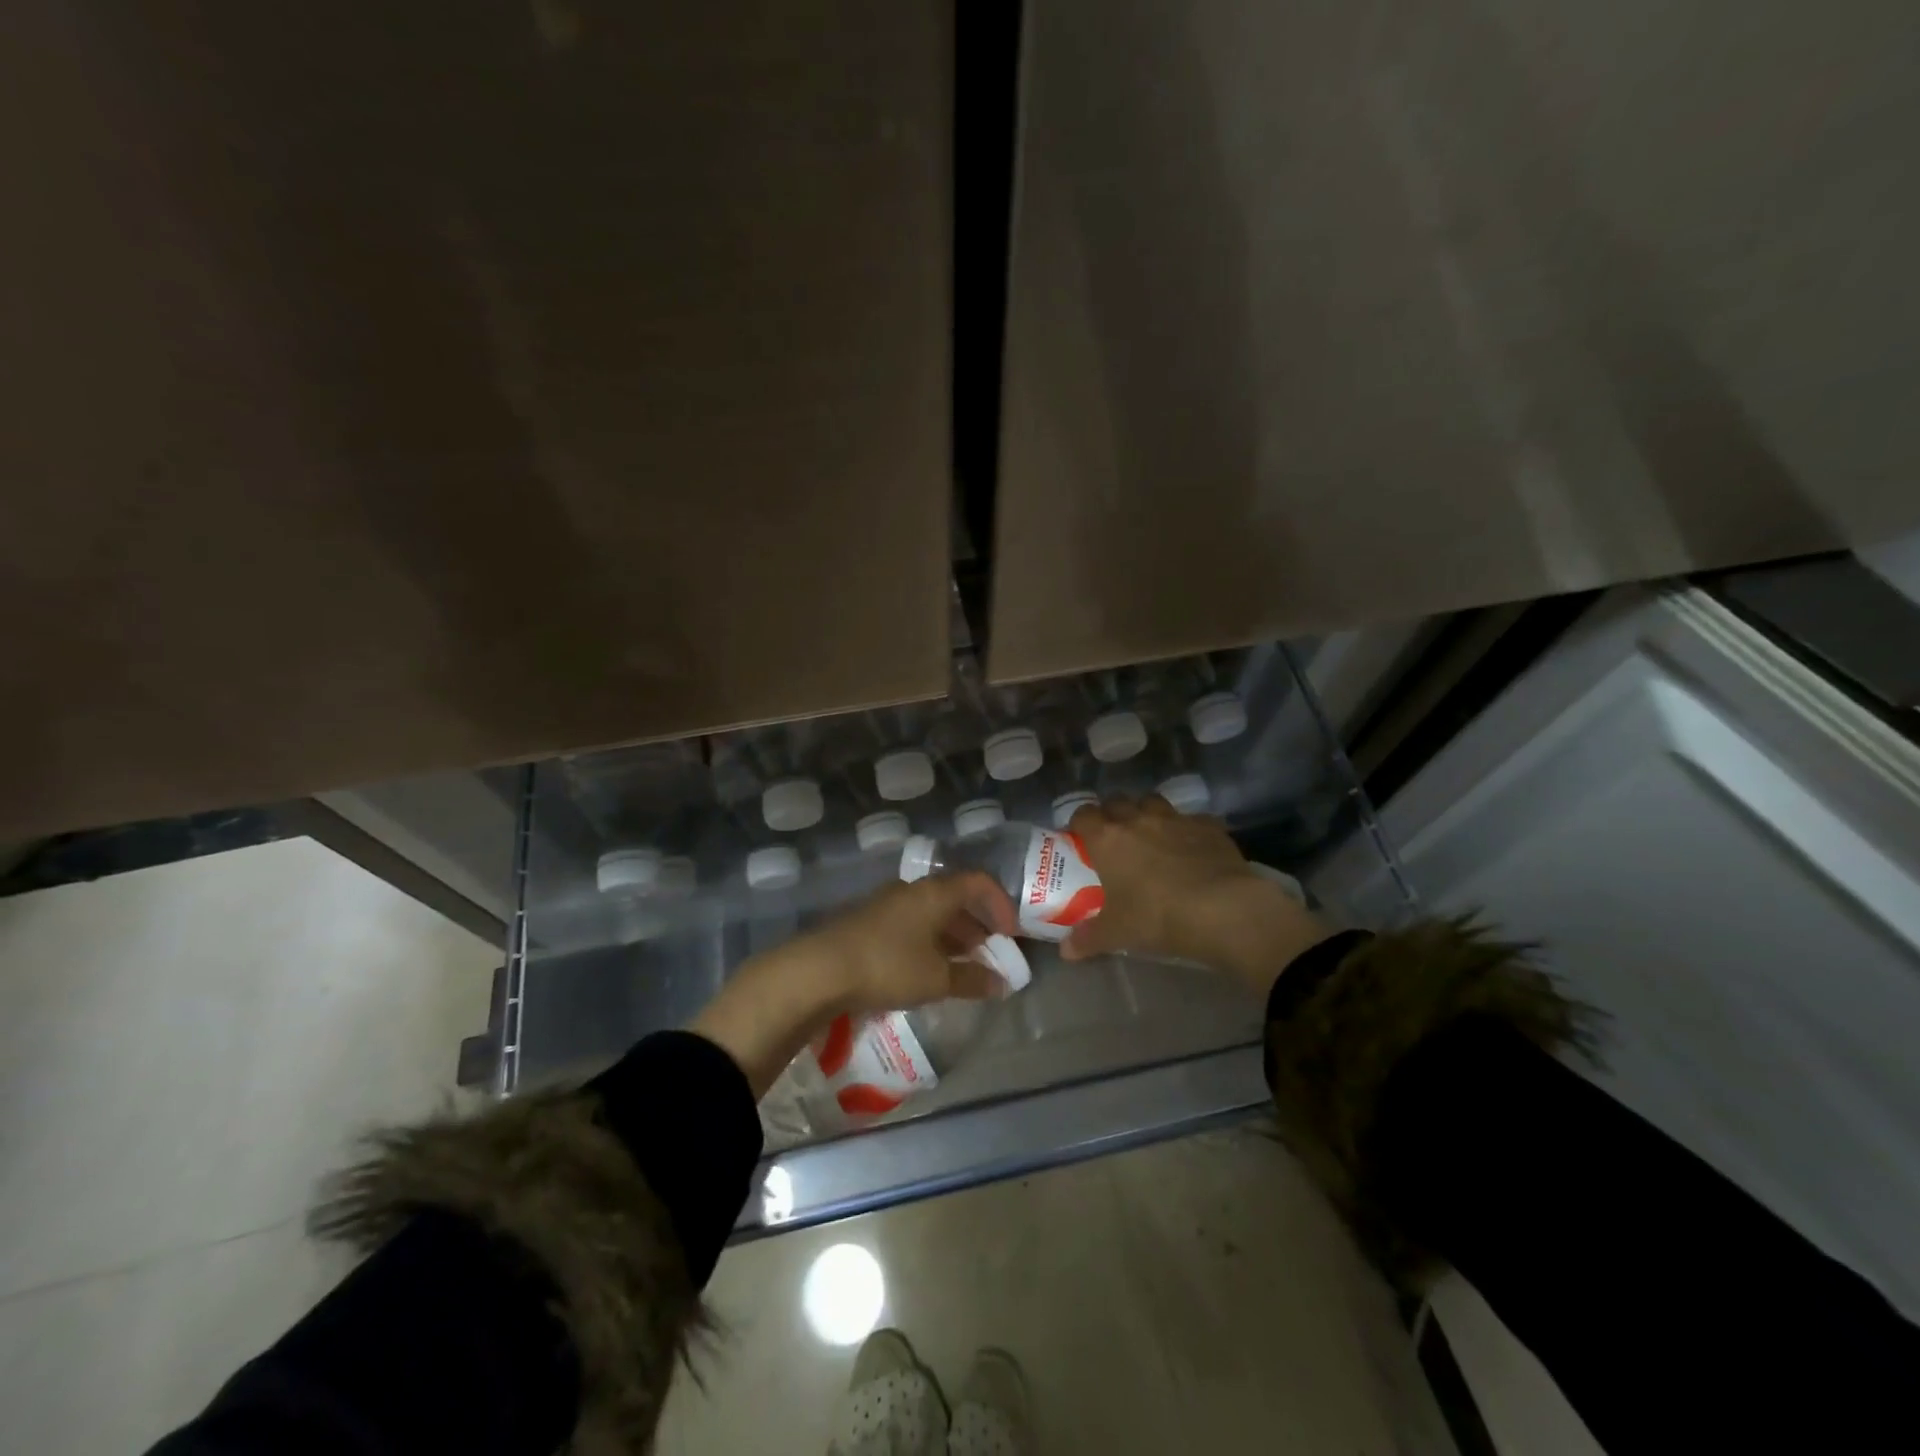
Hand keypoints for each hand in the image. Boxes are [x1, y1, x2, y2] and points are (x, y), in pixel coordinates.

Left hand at [807, 872, 1020, 1013]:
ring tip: (962, 965)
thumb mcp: (936, 979)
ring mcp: (887, 903)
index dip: (1000, 904)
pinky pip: (910, 923)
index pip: (978, 882)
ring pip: (931, 911)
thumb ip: (972, 980)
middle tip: (990, 952)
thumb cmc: (888, 966)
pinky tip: (927, 968)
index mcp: (935, 893)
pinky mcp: (868, 921)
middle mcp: (912, 890)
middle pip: (954, 897)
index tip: (1011, 934)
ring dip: (952, 934)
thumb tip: (1002, 983)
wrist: (819, 970)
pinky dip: (928, 940)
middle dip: (977, 924)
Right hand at [1062, 796, 1331, 996]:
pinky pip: (1191, 819)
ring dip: (1147, 813)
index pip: (1083, 815)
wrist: (1222, 910)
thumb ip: (1087, 939)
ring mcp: (1175, 819)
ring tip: (1151, 836)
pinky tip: (1191, 848)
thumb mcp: (1117, 934)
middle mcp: (1138, 819)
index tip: (1080, 838)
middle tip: (1114, 838)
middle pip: (1117, 801)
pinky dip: (1187, 829)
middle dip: (1112, 814)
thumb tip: (1065, 951)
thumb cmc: (1157, 917)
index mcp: (1108, 838)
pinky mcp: (1208, 826)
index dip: (1079, 823)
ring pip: (1153, 801)